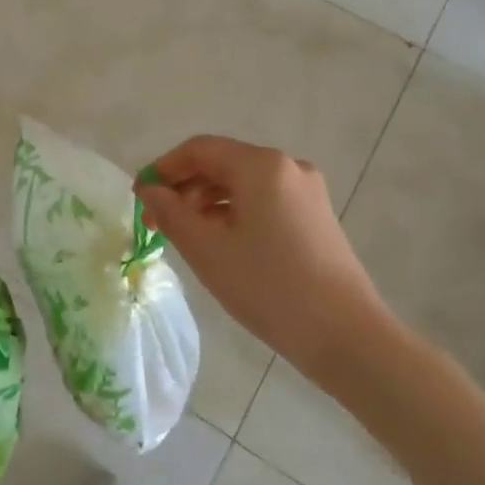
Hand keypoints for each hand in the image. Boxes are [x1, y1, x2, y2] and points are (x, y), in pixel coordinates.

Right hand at [136, 136, 391, 386]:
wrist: (345, 335)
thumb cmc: (268, 287)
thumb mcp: (207, 250)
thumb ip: (171, 213)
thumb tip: (150, 190)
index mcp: (261, 165)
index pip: (200, 149)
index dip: (164, 168)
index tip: (139, 198)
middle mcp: (287, 167)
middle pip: (223, 163)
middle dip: (185, 188)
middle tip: (158, 224)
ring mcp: (307, 191)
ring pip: (244, 184)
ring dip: (208, 203)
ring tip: (187, 237)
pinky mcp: (316, 216)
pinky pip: (264, 201)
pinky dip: (235, 213)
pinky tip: (222, 244)